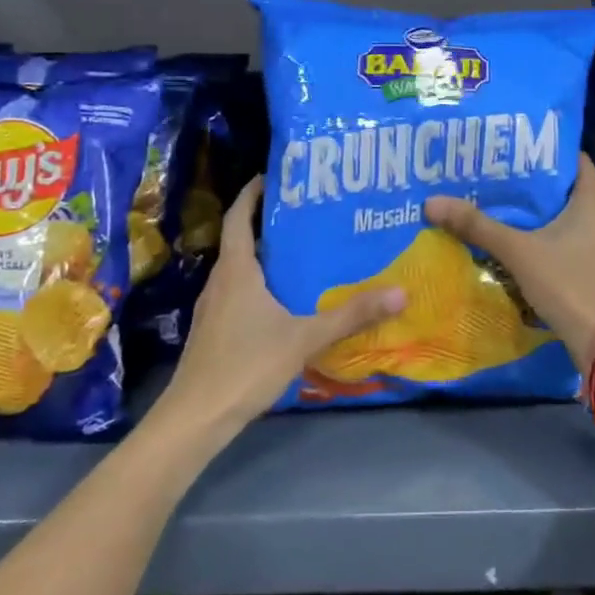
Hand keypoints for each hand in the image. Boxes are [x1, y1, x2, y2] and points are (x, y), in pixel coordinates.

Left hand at [162, 176, 405, 431]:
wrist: (195, 419)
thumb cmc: (245, 365)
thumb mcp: (304, 338)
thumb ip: (351, 316)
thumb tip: (400, 291)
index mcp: (236, 270)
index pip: (239, 216)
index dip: (253, 192)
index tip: (275, 175)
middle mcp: (221, 281)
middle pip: (242, 239)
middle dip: (271, 223)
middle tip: (310, 214)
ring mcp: (214, 308)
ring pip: (241, 268)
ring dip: (266, 255)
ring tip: (305, 252)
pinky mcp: (215, 331)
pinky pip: (239, 293)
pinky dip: (261, 284)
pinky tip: (286, 300)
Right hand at [425, 154, 594, 372]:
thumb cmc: (568, 284)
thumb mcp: (518, 252)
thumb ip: (478, 226)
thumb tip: (432, 202)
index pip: (575, 160)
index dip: (548, 152)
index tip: (516, 150)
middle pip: (571, 191)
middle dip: (539, 187)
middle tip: (504, 180)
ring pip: (575, 220)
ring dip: (548, 217)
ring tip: (512, 213)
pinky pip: (579, 245)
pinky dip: (557, 242)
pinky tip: (531, 249)